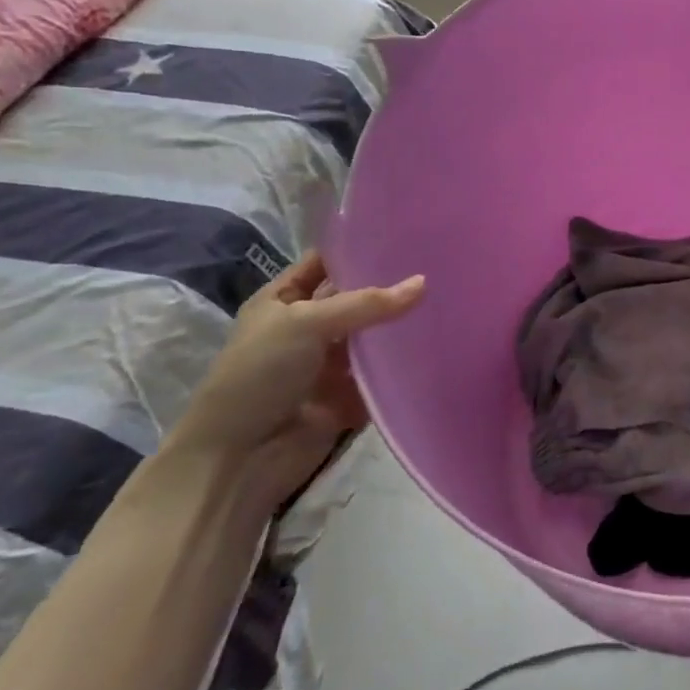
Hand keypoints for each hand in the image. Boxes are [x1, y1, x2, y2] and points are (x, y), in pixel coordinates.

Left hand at [165, 253, 424, 509]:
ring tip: (450, 295)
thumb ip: (367, 303)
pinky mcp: (350, 395)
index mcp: (283, 301)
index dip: (358, 247)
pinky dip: (405, 362)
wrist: (239, 458)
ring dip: (402, 323)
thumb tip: (424, 282)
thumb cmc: (259, 375)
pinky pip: (384, 372)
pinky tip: (442, 341)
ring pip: (374, 335)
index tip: (404, 231)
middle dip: (390, 284)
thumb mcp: (306, 323)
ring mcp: (330, 363)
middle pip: (357, 297)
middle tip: (440, 261)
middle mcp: (309, 327)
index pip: (326, 263)